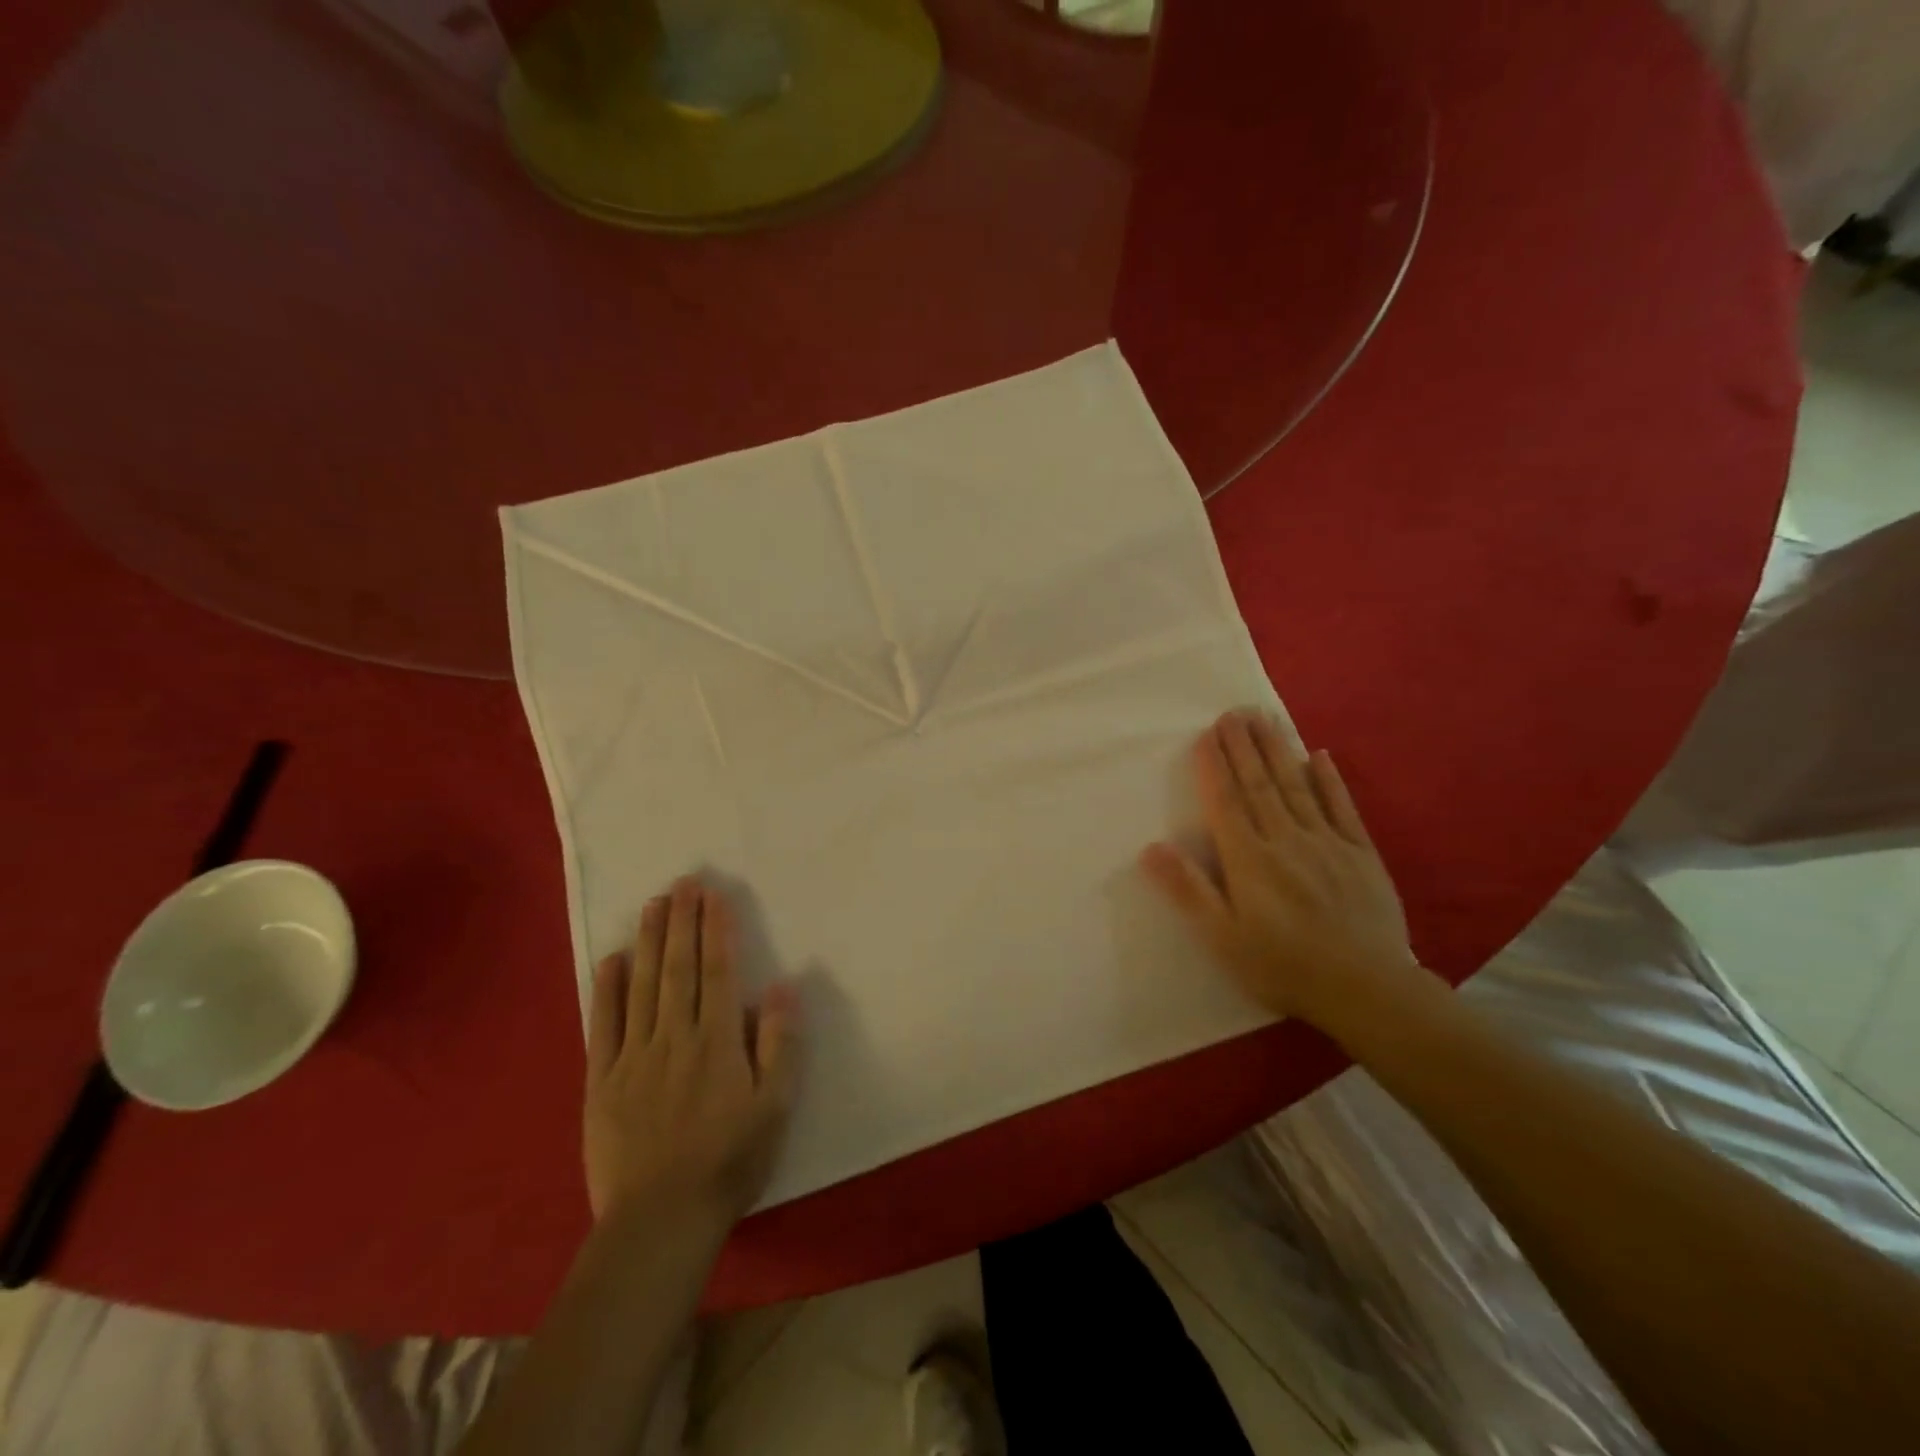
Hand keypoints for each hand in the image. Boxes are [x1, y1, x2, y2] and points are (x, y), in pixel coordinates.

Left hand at [584, 879, 798, 1228]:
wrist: (660, 1222)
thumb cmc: (729, 1161)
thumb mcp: (775, 1107)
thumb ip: (779, 1044)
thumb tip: (780, 987)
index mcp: (717, 1041)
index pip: (717, 972)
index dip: (716, 930)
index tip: (713, 895)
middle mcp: (674, 1036)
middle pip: (678, 968)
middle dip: (682, 921)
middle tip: (683, 882)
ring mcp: (634, 1056)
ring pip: (642, 985)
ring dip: (649, 941)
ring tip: (653, 904)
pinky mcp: (602, 1081)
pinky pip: (603, 1025)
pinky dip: (607, 989)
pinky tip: (611, 960)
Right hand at [1141, 711, 1435, 1037]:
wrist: (1367, 990)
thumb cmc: (1283, 967)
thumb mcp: (1223, 938)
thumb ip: (1189, 890)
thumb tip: (1152, 847)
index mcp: (1249, 860)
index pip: (1226, 802)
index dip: (1214, 766)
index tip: (1207, 733)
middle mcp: (1285, 840)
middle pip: (1260, 785)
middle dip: (1244, 746)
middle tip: (1234, 711)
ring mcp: (1327, 843)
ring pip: (1297, 787)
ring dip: (1278, 750)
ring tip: (1265, 718)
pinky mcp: (1362, 854)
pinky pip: (1342, 807)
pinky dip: (1330, 780)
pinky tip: (1320, 755)